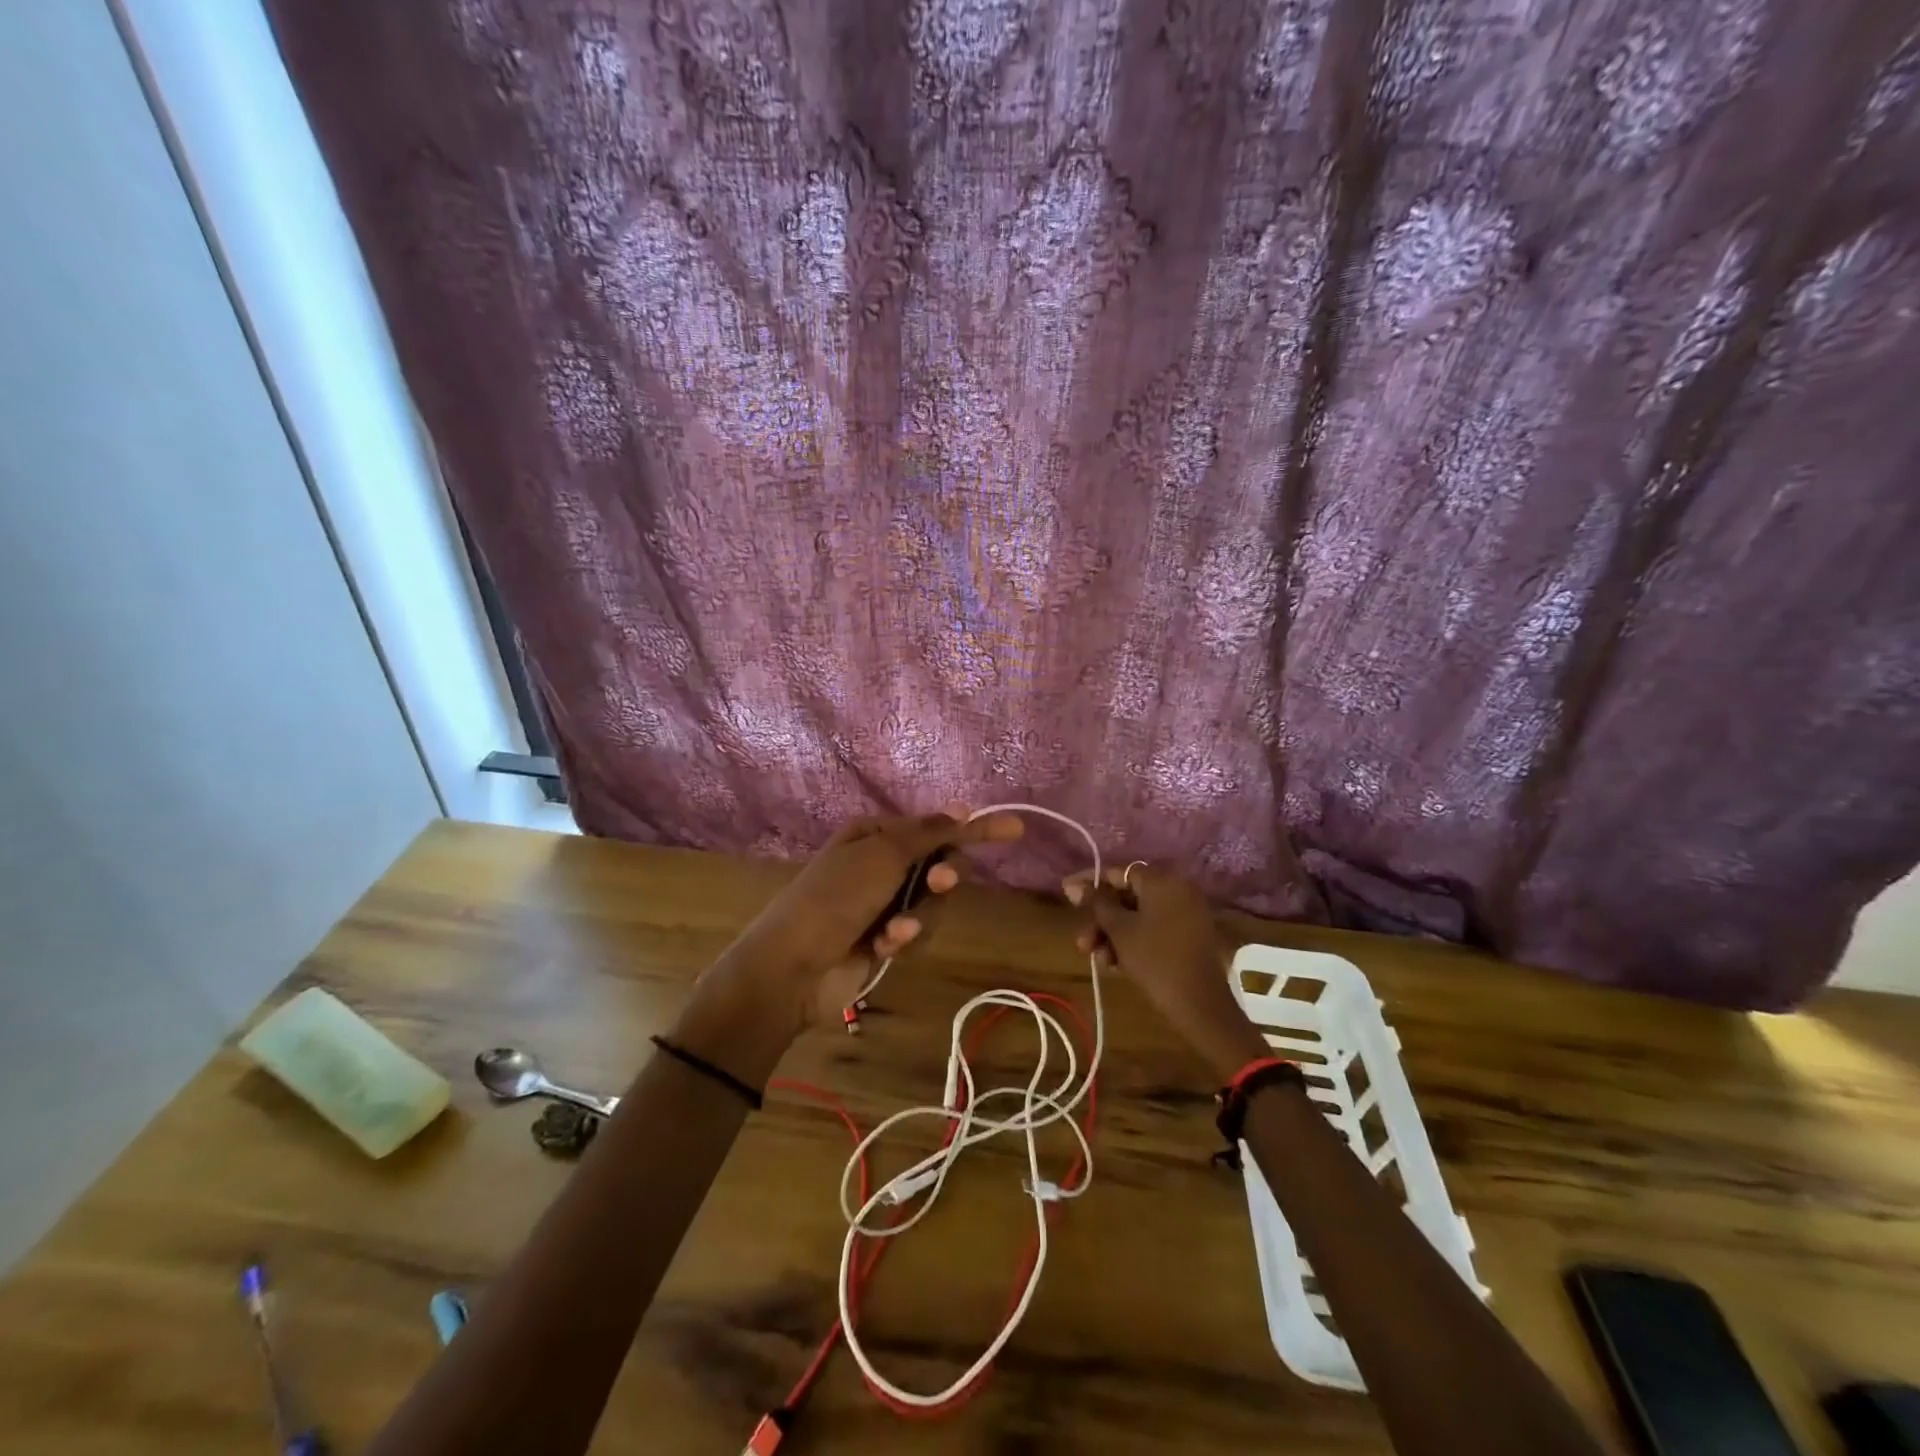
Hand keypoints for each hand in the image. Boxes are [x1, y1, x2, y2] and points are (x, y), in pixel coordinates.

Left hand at [726, 803, 1023, 1030]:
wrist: (792, 969)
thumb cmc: (835, 899)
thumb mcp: (882, 856)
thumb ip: (928, 833)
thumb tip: (963, 807)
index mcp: (874, 835)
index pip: (936, 826)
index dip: (974, 829)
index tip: (1015, 830)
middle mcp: (879, 865)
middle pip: (937, 865)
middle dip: (941, 877)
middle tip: (940, 883)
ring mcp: (881, 904)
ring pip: (931, 903)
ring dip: (919, 916)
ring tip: (896, 929)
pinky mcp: (884, 939)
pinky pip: (915, 932)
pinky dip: (904, 938)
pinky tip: (885, 946)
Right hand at [1063, 864, 1269, 1079]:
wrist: (1199, 1004)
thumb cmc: (1154, 960)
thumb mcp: (1119, 930)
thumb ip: (1096, 902)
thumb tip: (1074, 884)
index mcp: (1162, 881)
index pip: (1118, 872)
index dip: (1090, 883)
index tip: (1066, 894)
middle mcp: (1177, 889)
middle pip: (1127, 896)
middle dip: (1101, 920)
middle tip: (1082, 942)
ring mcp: (1186, 913)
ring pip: (1138, 916)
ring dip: (1114, 935)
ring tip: (1099, 960)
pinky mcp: (1189, 935)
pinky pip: (1154, 928)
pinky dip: (1134, 941)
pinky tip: (1117, 965)